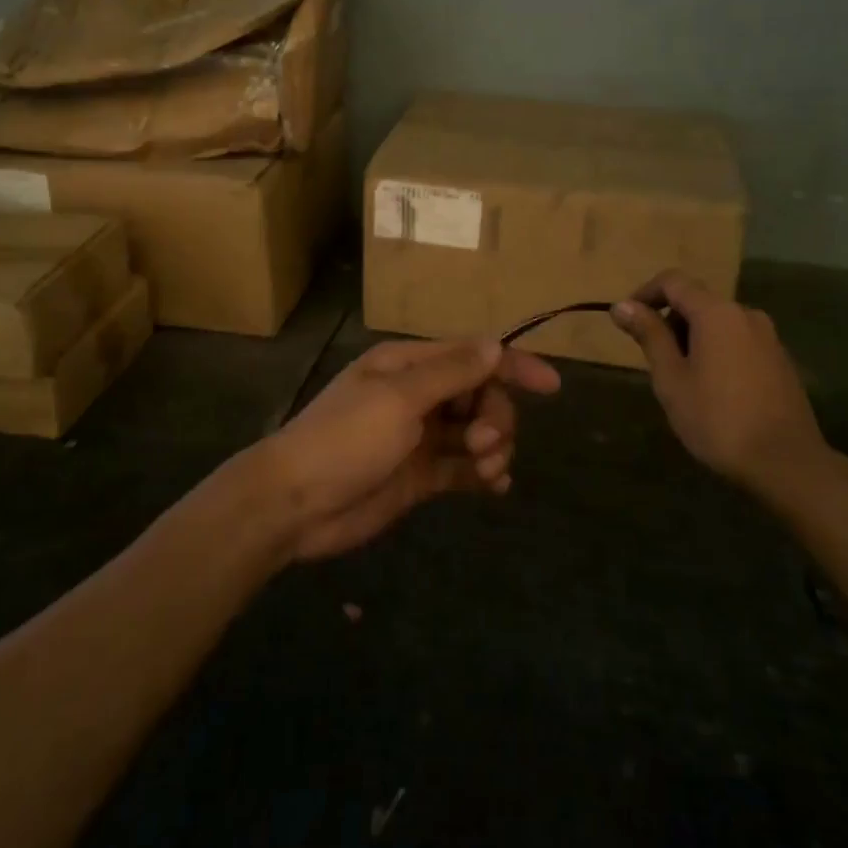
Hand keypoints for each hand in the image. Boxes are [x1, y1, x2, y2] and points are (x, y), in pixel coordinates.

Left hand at [263, 337, 560, 560]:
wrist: (295, 504)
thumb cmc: (345, 439)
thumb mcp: (399, 398)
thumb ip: (450, 373)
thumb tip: (495, 344)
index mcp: (408, 365)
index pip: (472, 356)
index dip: (513, 366)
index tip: (552, 386)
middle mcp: (417, 395)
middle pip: (480, 396)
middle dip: (495, 417)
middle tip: (484, 444)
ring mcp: (419, 437)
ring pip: (476, 432)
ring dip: (493, 447)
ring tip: (486, 469)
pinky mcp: (419, 475)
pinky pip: (464, 468)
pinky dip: (483, 473)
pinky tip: (494, 486)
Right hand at [609, 270, 825, 489]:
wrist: (787, 464)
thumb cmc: (718, 419)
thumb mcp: (671, 378)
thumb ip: (649, 335)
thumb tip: (622, 306)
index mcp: (716, 313)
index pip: (673, 281)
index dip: (644, 294)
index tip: (626, 321)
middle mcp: (745, 314)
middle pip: (697, 300)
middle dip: (669, 321)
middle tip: (653, 360)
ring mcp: (768, 337)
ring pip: (718, 322)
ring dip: (692, 338)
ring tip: (680, 378)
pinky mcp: (780, 360)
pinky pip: (738, 341)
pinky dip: (716, 351)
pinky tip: (712, 389)